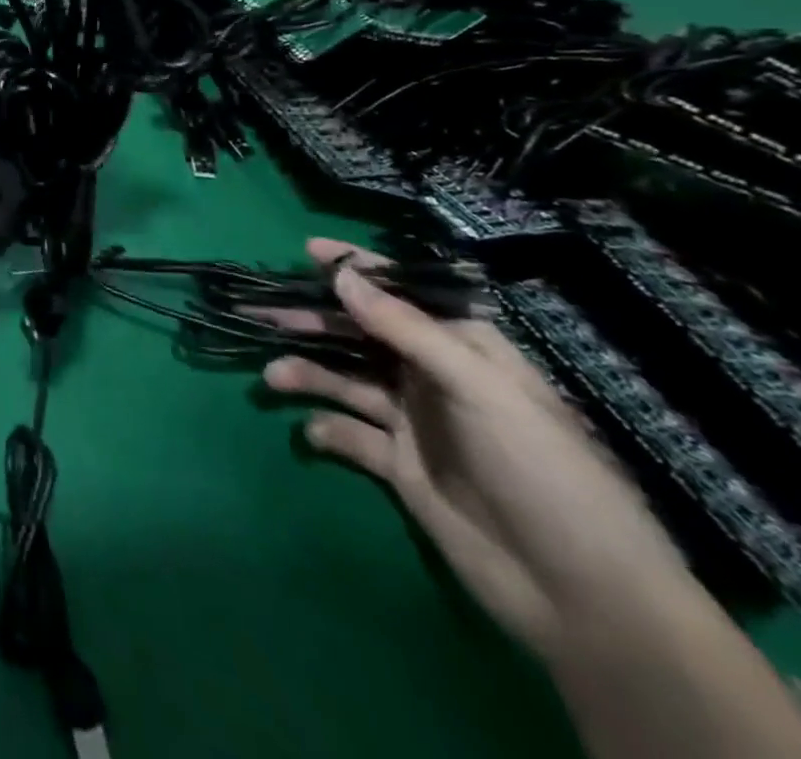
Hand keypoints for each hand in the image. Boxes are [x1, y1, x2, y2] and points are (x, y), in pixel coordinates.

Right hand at [262, 240, 692, 661]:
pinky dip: (326, 429)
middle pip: (362, 335)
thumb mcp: (480, 388)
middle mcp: (434, 378)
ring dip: (309, 373)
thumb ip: (406, 329)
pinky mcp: (399, 466)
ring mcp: (415, 423)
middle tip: (265, 314)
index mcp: (465, 352)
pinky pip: (350, 434)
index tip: (308, 250)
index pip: (404, 295)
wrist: (582, 596)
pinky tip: (314, 432)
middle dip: (314, 321)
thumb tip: (341, 275)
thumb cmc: (542, 471)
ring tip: (274, 376)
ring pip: (346, 380)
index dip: (358, 270)